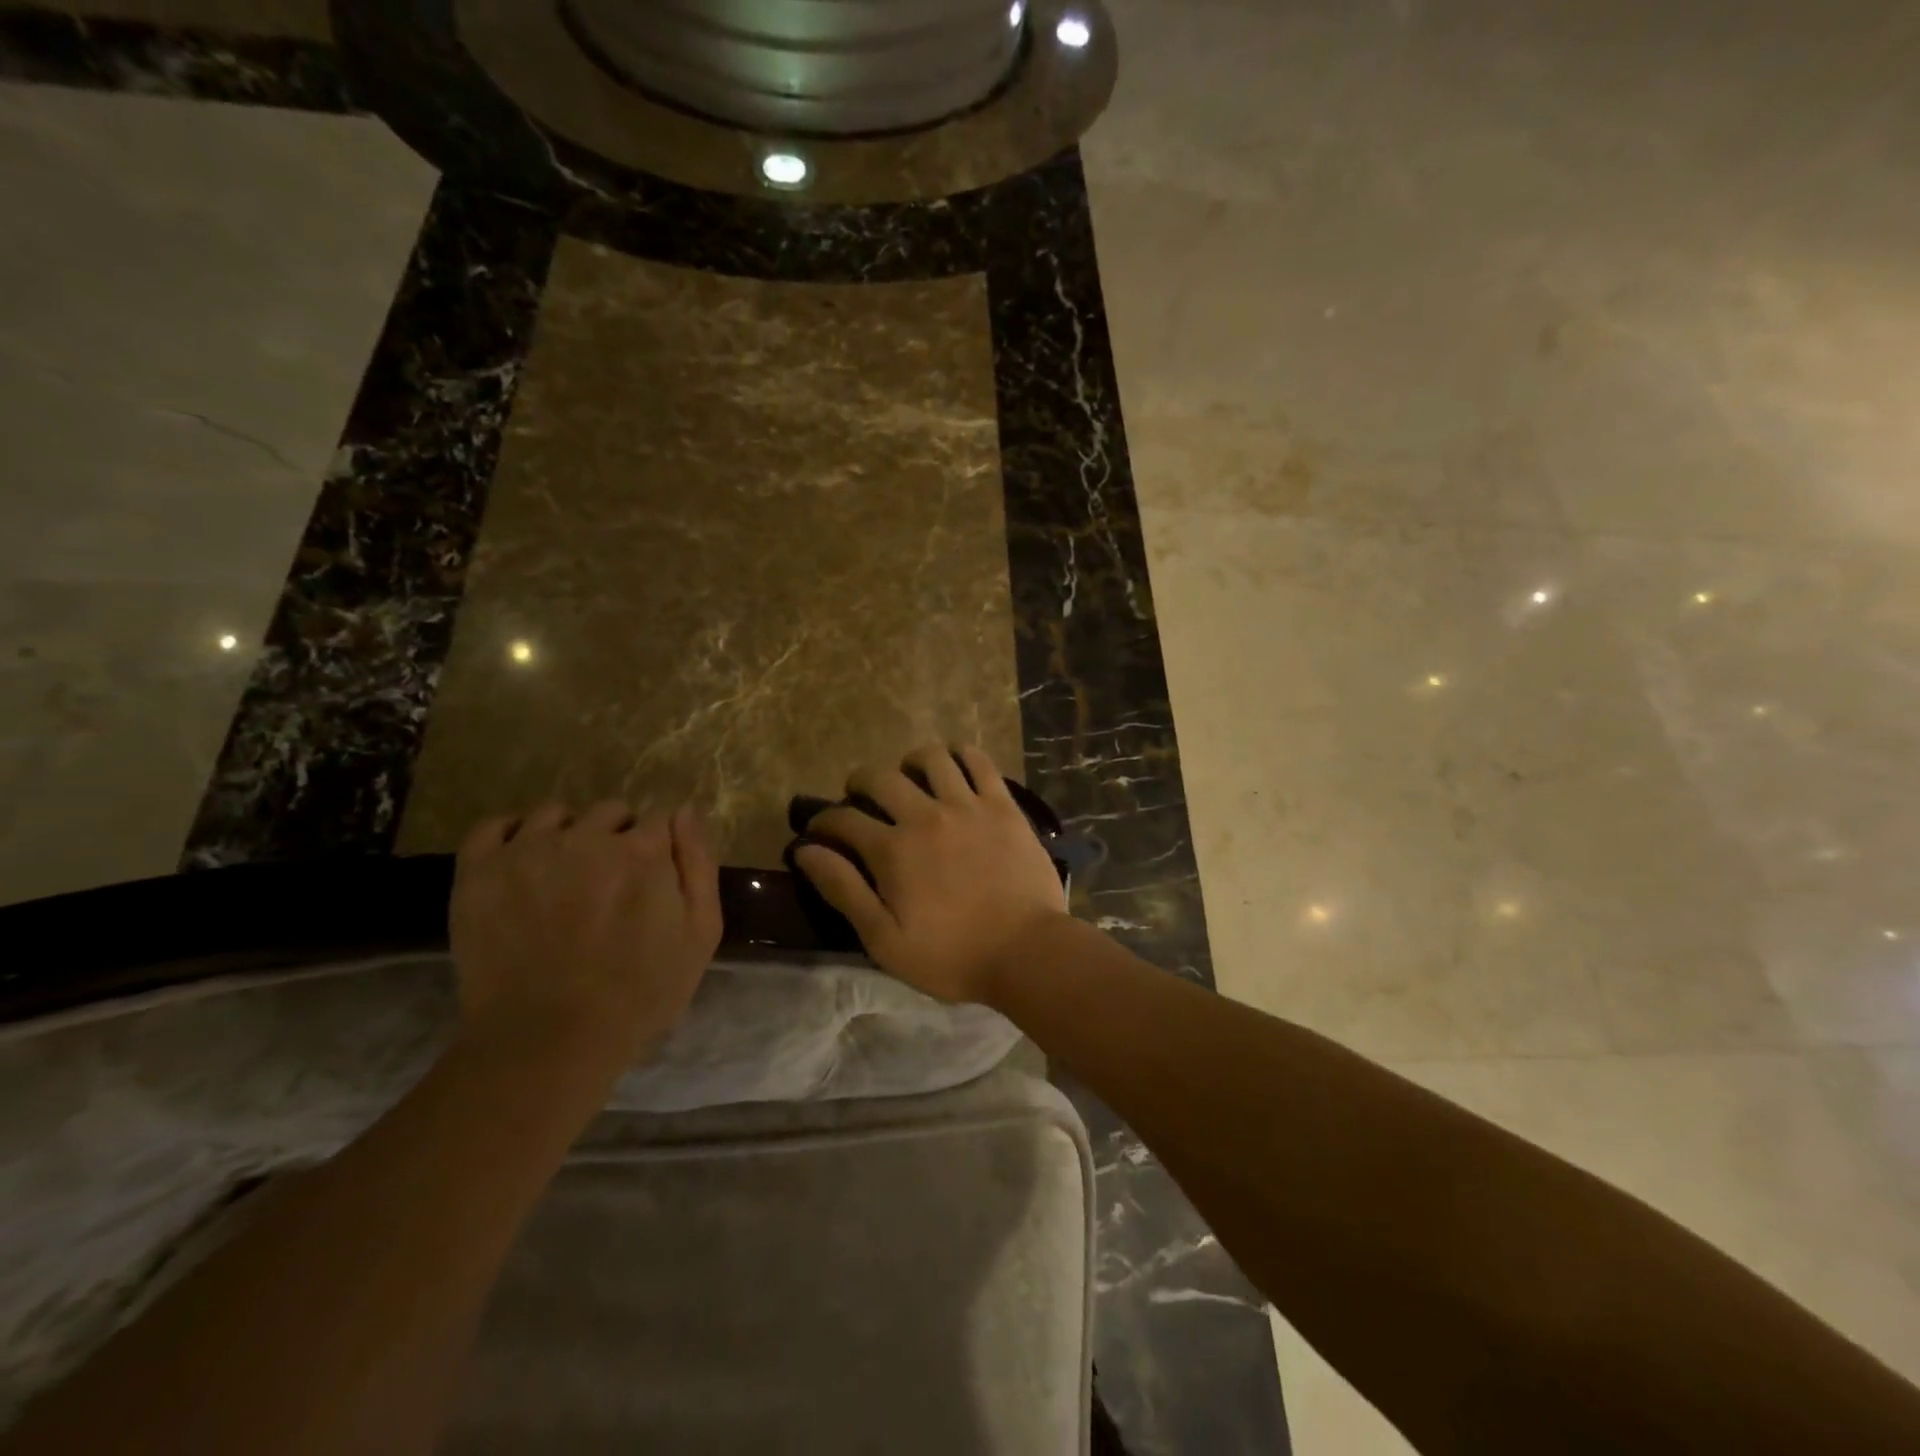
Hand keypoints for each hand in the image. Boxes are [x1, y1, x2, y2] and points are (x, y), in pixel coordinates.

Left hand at [449, 802, 722, 1079]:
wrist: (549, 1041)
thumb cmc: (640, 993)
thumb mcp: (700, 934)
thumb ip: (698, 865)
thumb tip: (685, 812)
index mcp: (643, 851)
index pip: (659, 818)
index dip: (660, 846)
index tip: (653, 876)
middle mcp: (586, 837)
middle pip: (611, 812)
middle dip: (619, 837)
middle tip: (612, 883)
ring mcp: (528, 851)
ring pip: (556, 814)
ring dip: (569, 834)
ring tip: (565, 874)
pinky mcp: (480, 872)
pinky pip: (493, 827)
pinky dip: (511, 834)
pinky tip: (523, 860)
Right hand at [793, 745, 1067, 1003]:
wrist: (1027, 952)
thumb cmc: (952, 956)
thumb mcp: (884, 939)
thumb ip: (843, 890)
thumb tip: (805, 850)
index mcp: (892, 850)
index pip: (843, 818)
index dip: (824, 821)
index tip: (819, 830)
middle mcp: (925, 815)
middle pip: (880, 778)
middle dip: (860, 783)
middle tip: (861, 798)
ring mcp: (967, 805)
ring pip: (930, 758)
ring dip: (910, 762)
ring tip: (910, 777)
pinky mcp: (1002, 805)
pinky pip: (978, 761)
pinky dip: (960, 755)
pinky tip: (954, 765)